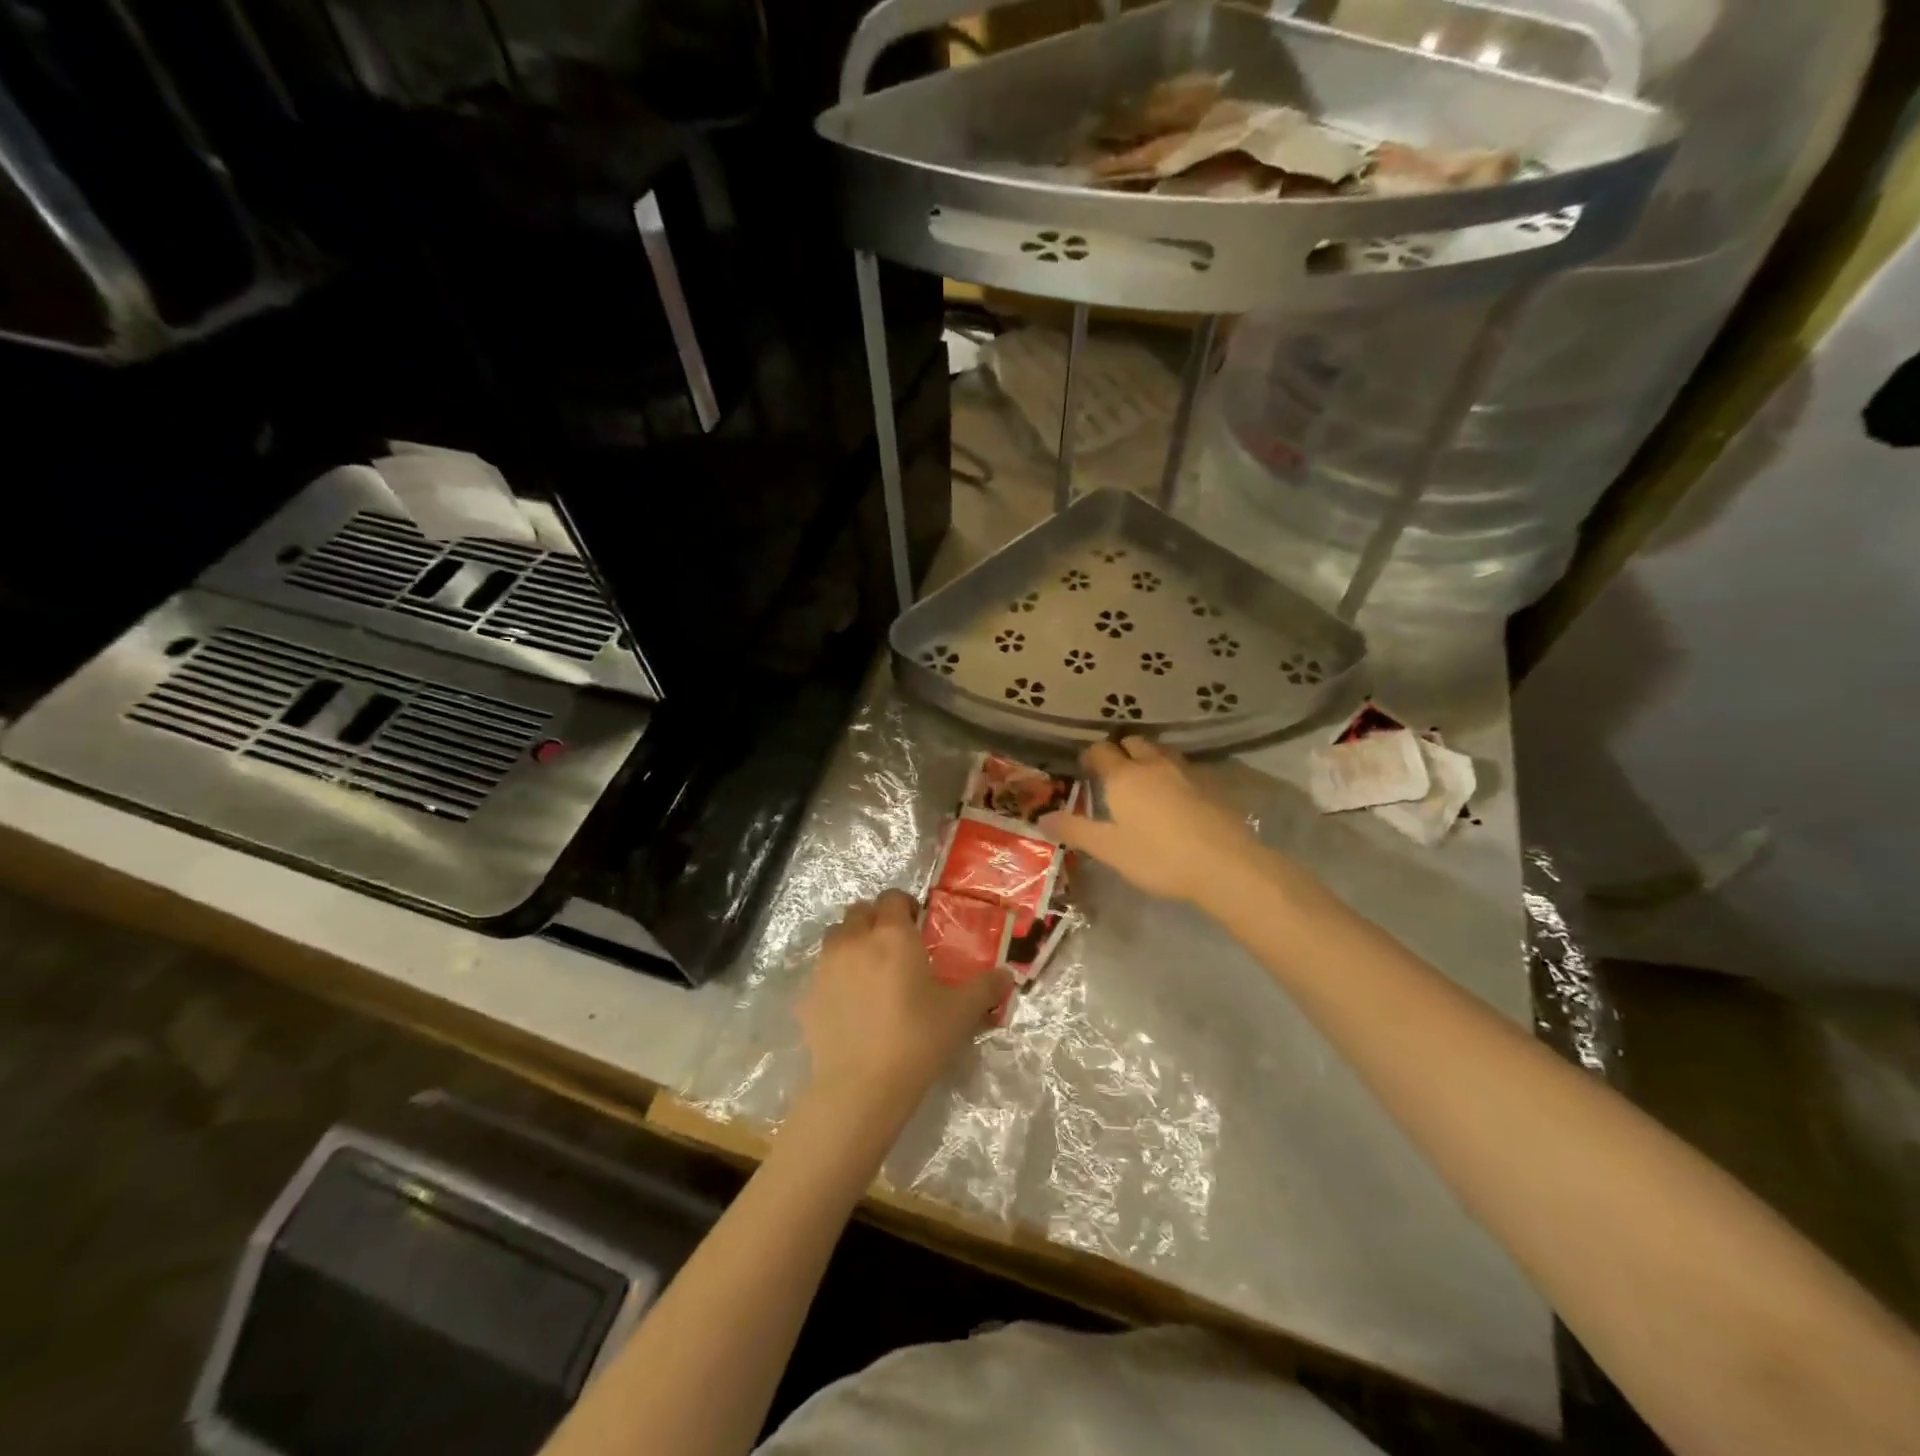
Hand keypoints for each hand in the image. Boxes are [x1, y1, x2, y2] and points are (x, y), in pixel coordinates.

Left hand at [798, 891, 1008, 1113]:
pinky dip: (835, 976)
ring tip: (869, 969)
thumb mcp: (961, 1013)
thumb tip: (1007, 975)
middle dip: (875, 919)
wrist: (860, 1088)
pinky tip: (850, 1003)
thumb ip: (985, 988)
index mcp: (892, 935)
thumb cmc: (916, 1040)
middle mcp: (854, 940)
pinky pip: (820, 973)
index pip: (893, 897)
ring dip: (851, 942)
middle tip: (894, 945)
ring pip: (835, 937)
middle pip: (859, 911)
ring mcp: (825, 967)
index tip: (918, 924)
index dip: (905, 905)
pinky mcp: (807, 996)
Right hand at [1040, 737, 1258, 904]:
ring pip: (1162, 752)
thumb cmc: (1158, 857)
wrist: (1225, 865)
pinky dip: (1173, 774)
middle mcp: (1153, 764)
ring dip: (1149, 758)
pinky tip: (1175, 797)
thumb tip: (1042, 818)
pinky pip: (1185, 769)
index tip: (1085, 769)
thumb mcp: (1109, 849)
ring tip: (1144, 780)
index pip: (1101, 751)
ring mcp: (1186, 772)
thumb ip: (1075, 830)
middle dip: (1121, 751)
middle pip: (1134, 743)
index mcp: (1124, 776)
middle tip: (1114, 773)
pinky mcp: (1212, 786)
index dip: (1090, 756)